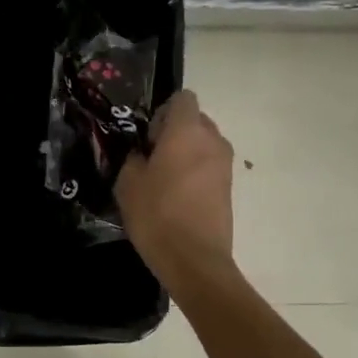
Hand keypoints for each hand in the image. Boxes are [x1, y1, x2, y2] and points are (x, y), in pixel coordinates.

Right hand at [116, 90, 235, 290]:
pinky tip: (177, 197)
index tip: (148, 136)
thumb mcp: (128, 182)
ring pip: (204, 144)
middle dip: (175, 132)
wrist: (195, 260)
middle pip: (195, 120)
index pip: (182, 98)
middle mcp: (213, 140)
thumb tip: (142, 153)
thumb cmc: (157, 214)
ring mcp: (226, 165)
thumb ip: (134, 157)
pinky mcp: (229, 187)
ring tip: (164, 180)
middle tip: (152, 158)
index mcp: (187, 131)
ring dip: (186, 153)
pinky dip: (195, 172)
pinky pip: (210, 166)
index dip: (163, 112)